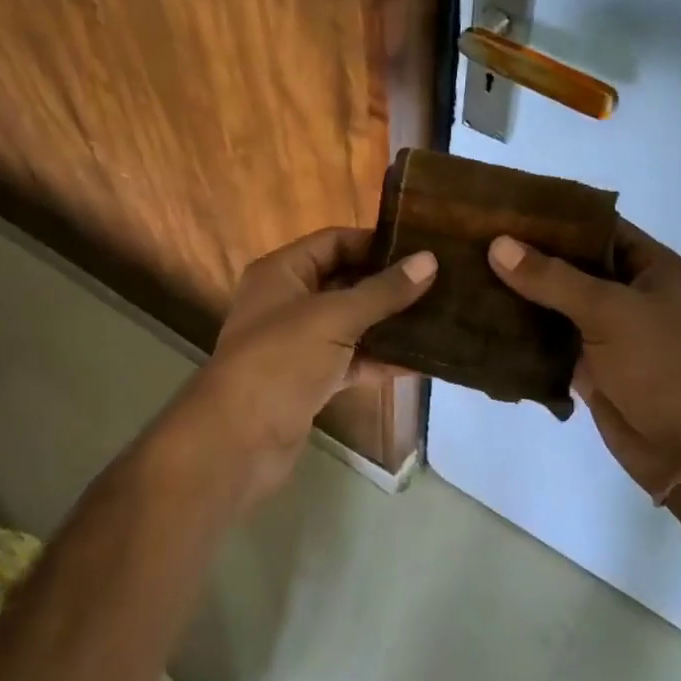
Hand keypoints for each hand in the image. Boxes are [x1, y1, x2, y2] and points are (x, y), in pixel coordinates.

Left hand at [191, 227, 436, 489]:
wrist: (240, 438)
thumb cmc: (281, 360)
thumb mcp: (334, 316)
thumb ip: (383, 291)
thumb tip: (429, 260)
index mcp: (281, 272)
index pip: (333, 242)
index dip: (375, 243)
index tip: (421, 249)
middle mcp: (287, 302)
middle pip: (344, 282)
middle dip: (388, 285)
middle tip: (440, 282)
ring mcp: (298, 343)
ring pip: (351, 324)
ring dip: (388, 324)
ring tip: (439, 318)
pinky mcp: (310, 380)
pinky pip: (351, 361)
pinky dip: (379, 360)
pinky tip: (420, 361)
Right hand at [488, 221, 680, 498]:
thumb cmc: (662, 365)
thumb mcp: (610, 311)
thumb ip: (553, 278)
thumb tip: (498, 245)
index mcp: (651, 268)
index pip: (598, 228)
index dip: (555, 218)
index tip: (506, 210)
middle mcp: (631, 295)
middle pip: (574, 266)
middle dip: (530, 257)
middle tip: (477, 241)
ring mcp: (610, 333)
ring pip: (558, 305)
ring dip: (521, 296)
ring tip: (470, 275)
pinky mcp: (591, 366)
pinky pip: (552, 341)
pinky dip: (524, 334)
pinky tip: (484, 320)